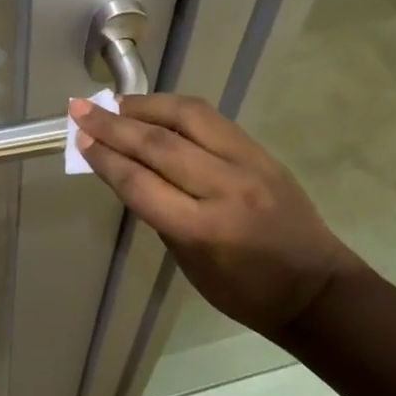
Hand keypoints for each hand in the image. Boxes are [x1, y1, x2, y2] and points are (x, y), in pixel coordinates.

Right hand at [71, 93, 371, 336]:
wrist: (316, 287)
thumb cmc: (245, 292)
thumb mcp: (189, 264)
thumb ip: (159, 213)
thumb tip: (127, 169)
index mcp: (204, 231)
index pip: (141, 183)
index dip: (105, 159)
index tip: (79, 139)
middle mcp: (225, 188)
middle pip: (158, 144)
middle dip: (113, 125)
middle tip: (80, 110)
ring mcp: (248, 163)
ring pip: (187, 117)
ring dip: (145, 106)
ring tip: (114, 103)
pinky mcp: (261, 150)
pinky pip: (211, 119)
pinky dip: (175, 108)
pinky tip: (154, 108)